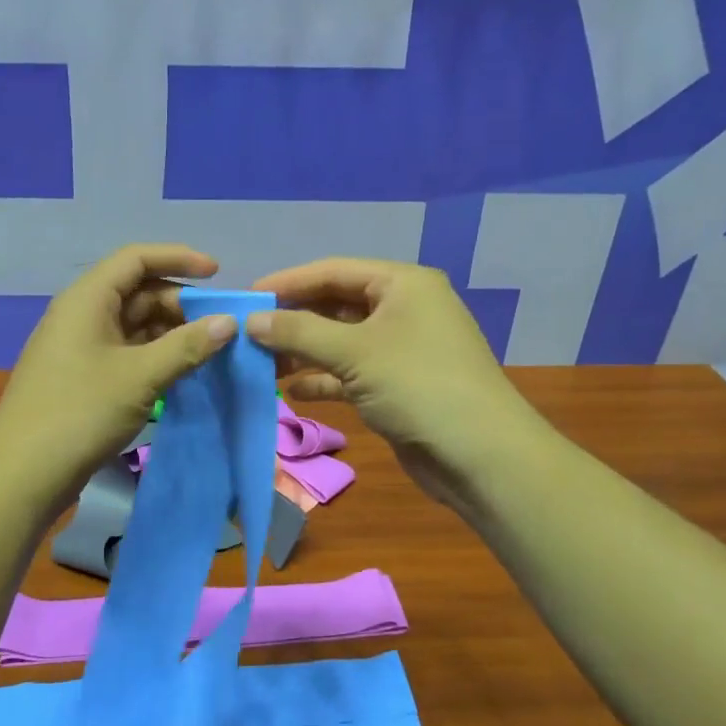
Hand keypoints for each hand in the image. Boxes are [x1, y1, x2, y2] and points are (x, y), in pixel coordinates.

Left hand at [0, 244, 237, 514]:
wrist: (23, 474)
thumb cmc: (80, 412)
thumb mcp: (141, 376)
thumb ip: (187, 346)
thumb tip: (230, 322)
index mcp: (87, 299)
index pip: (136, 259)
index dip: (178, 258)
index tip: (217, 273)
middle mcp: (82, 314)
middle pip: (138, 292)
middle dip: (180, 304)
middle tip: (220, 327)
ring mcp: (81, 347)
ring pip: (134, 325)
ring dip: (171, 333)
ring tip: (208, 352)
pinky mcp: (83, 376)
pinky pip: (126, 352)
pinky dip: (155, 356)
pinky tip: (181, 373)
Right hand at [247, 258, 536, 510]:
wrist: (481, 455)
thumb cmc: (418, 386)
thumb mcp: (354, 352)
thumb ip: (299, 332)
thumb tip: (251, 320)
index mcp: (402, 283)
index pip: (333, 270)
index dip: (287, 282)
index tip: (245, 298)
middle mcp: (403, 309)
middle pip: (335, 304)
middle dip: (293, 320)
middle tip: (247, 335)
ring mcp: (401, 349)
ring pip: (341, 341)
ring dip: (304, 352)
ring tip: (261, 365)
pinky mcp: (398, 385)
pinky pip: (351, 372)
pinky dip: (323, 379)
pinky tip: (293, 392)